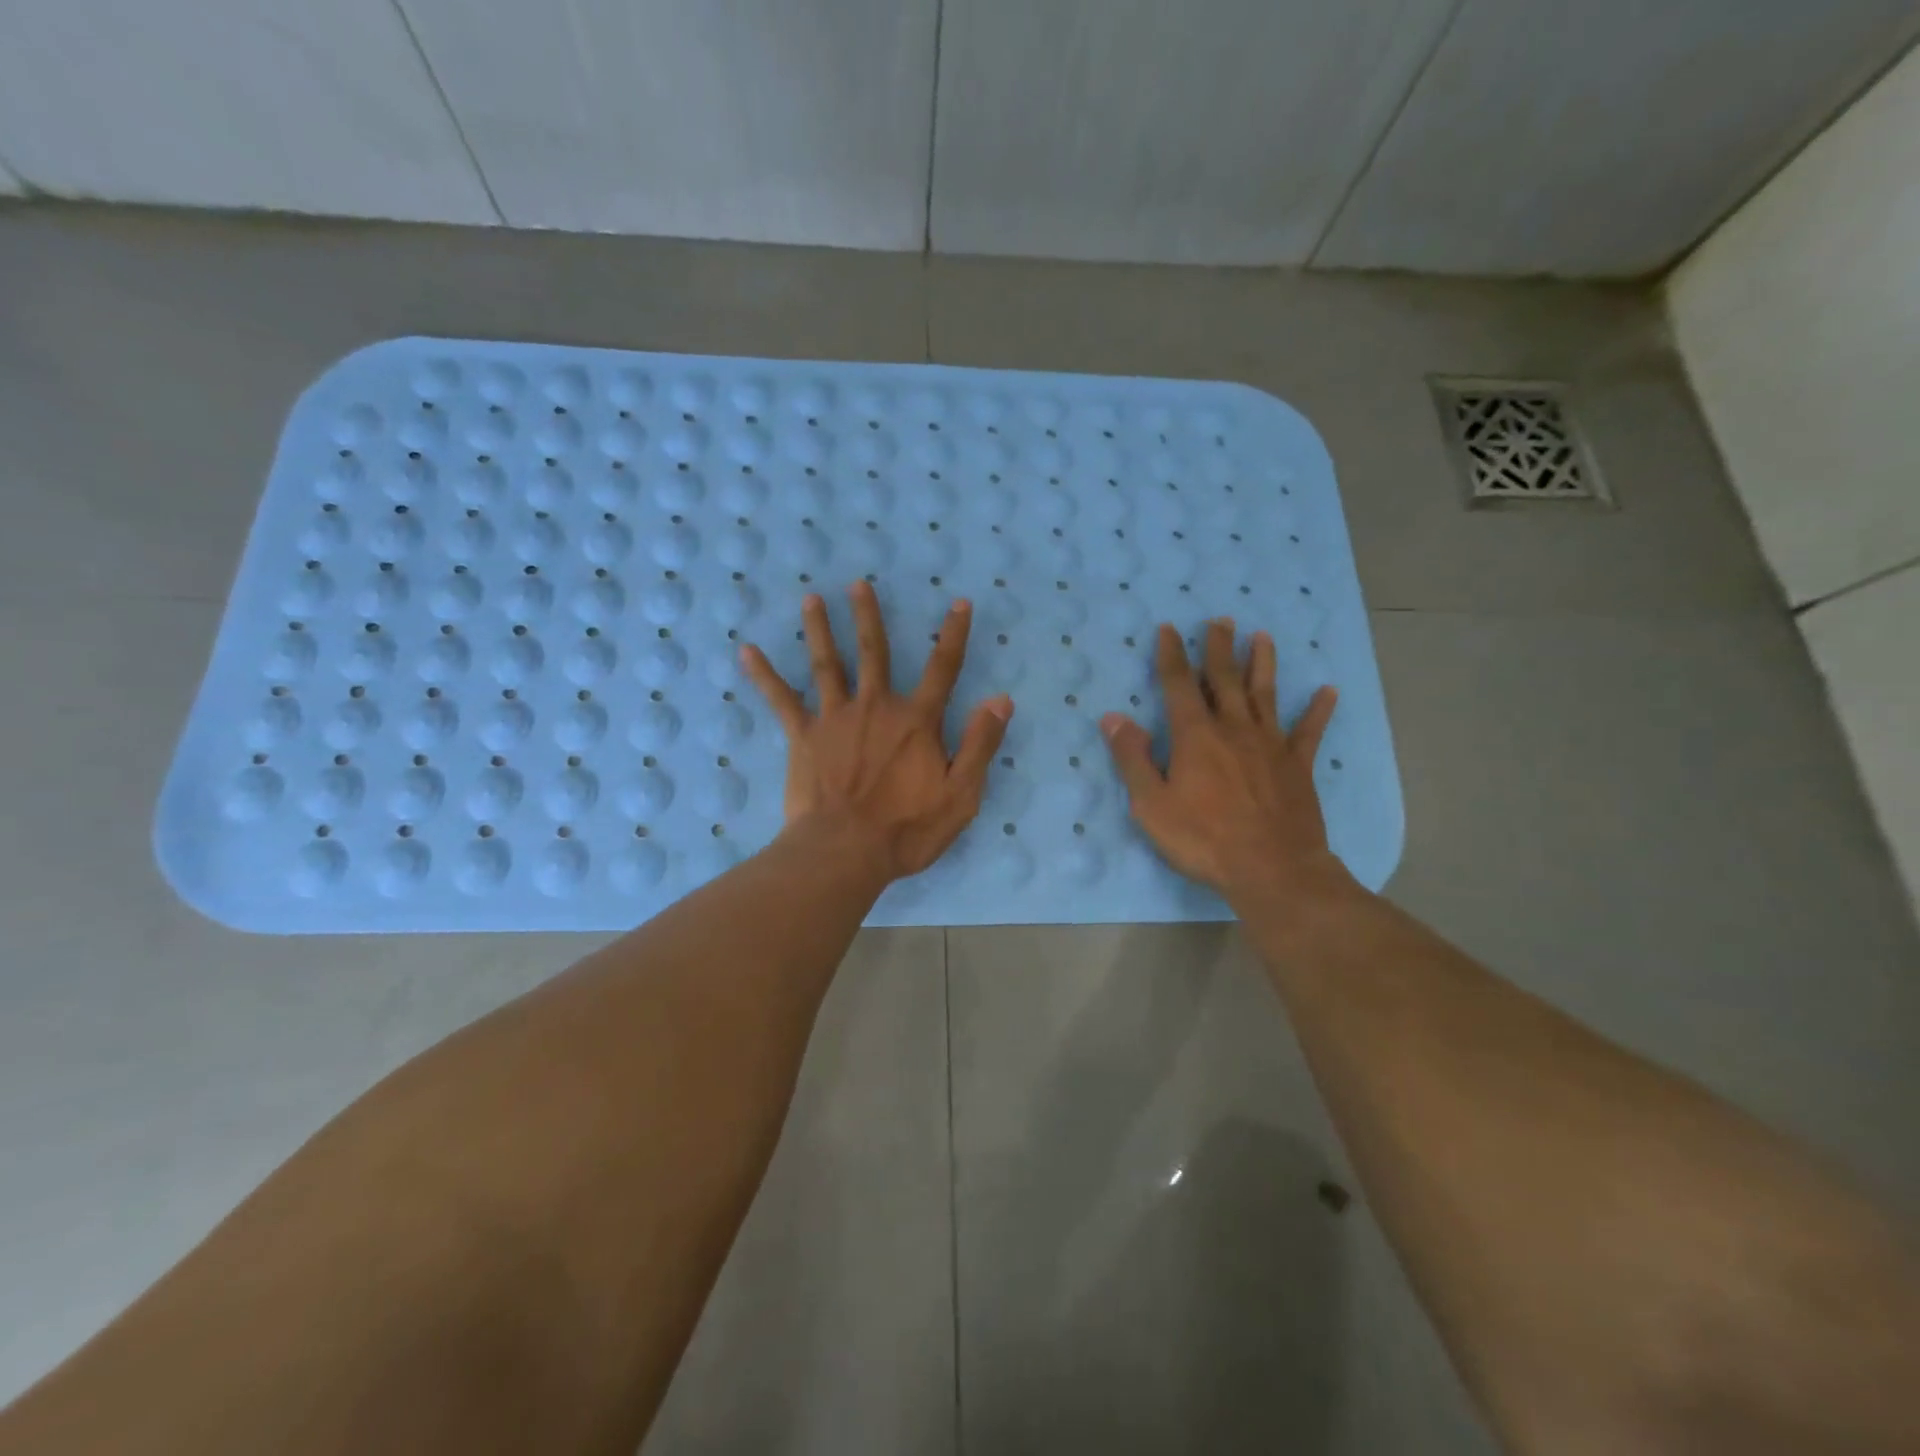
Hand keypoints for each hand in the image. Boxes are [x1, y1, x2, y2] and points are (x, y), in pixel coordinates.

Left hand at [741, 580, 1012, 881]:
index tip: (959, 602)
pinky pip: (781, 700)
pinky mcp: (803, 737)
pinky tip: (746, 650)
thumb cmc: (907, 829)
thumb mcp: (961, 794)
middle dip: (868, 616)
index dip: (954, 634)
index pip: (943, 668)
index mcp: (916, 720)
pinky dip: (764, 674)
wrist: (845, 852)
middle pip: (873, 652)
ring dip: (819, 629)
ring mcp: (835, 718)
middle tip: (857, 584)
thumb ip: (980, 744)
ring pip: (827, 664)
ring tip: (810, 599)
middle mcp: (876, 707)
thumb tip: (1000, 699)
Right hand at [1102, 619, 1343, 906]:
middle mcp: (1234, 729)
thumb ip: (1132, 758)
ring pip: (1265, 694)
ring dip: (1262, 663)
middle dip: (1219, 648)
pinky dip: (1318, 710)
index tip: (1168, 629)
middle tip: (1220, 619)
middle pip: (1224, 679)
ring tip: (1262, 636)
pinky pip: (1309, 732)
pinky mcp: (1297, 766)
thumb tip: (1113, 718)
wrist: (1272, 870)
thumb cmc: (1203, 839)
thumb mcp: (1152, 804)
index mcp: (1195, 736)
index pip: (1179, 685)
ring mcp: (1270, 745)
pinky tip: (1328, 691)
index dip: (1171, 655)